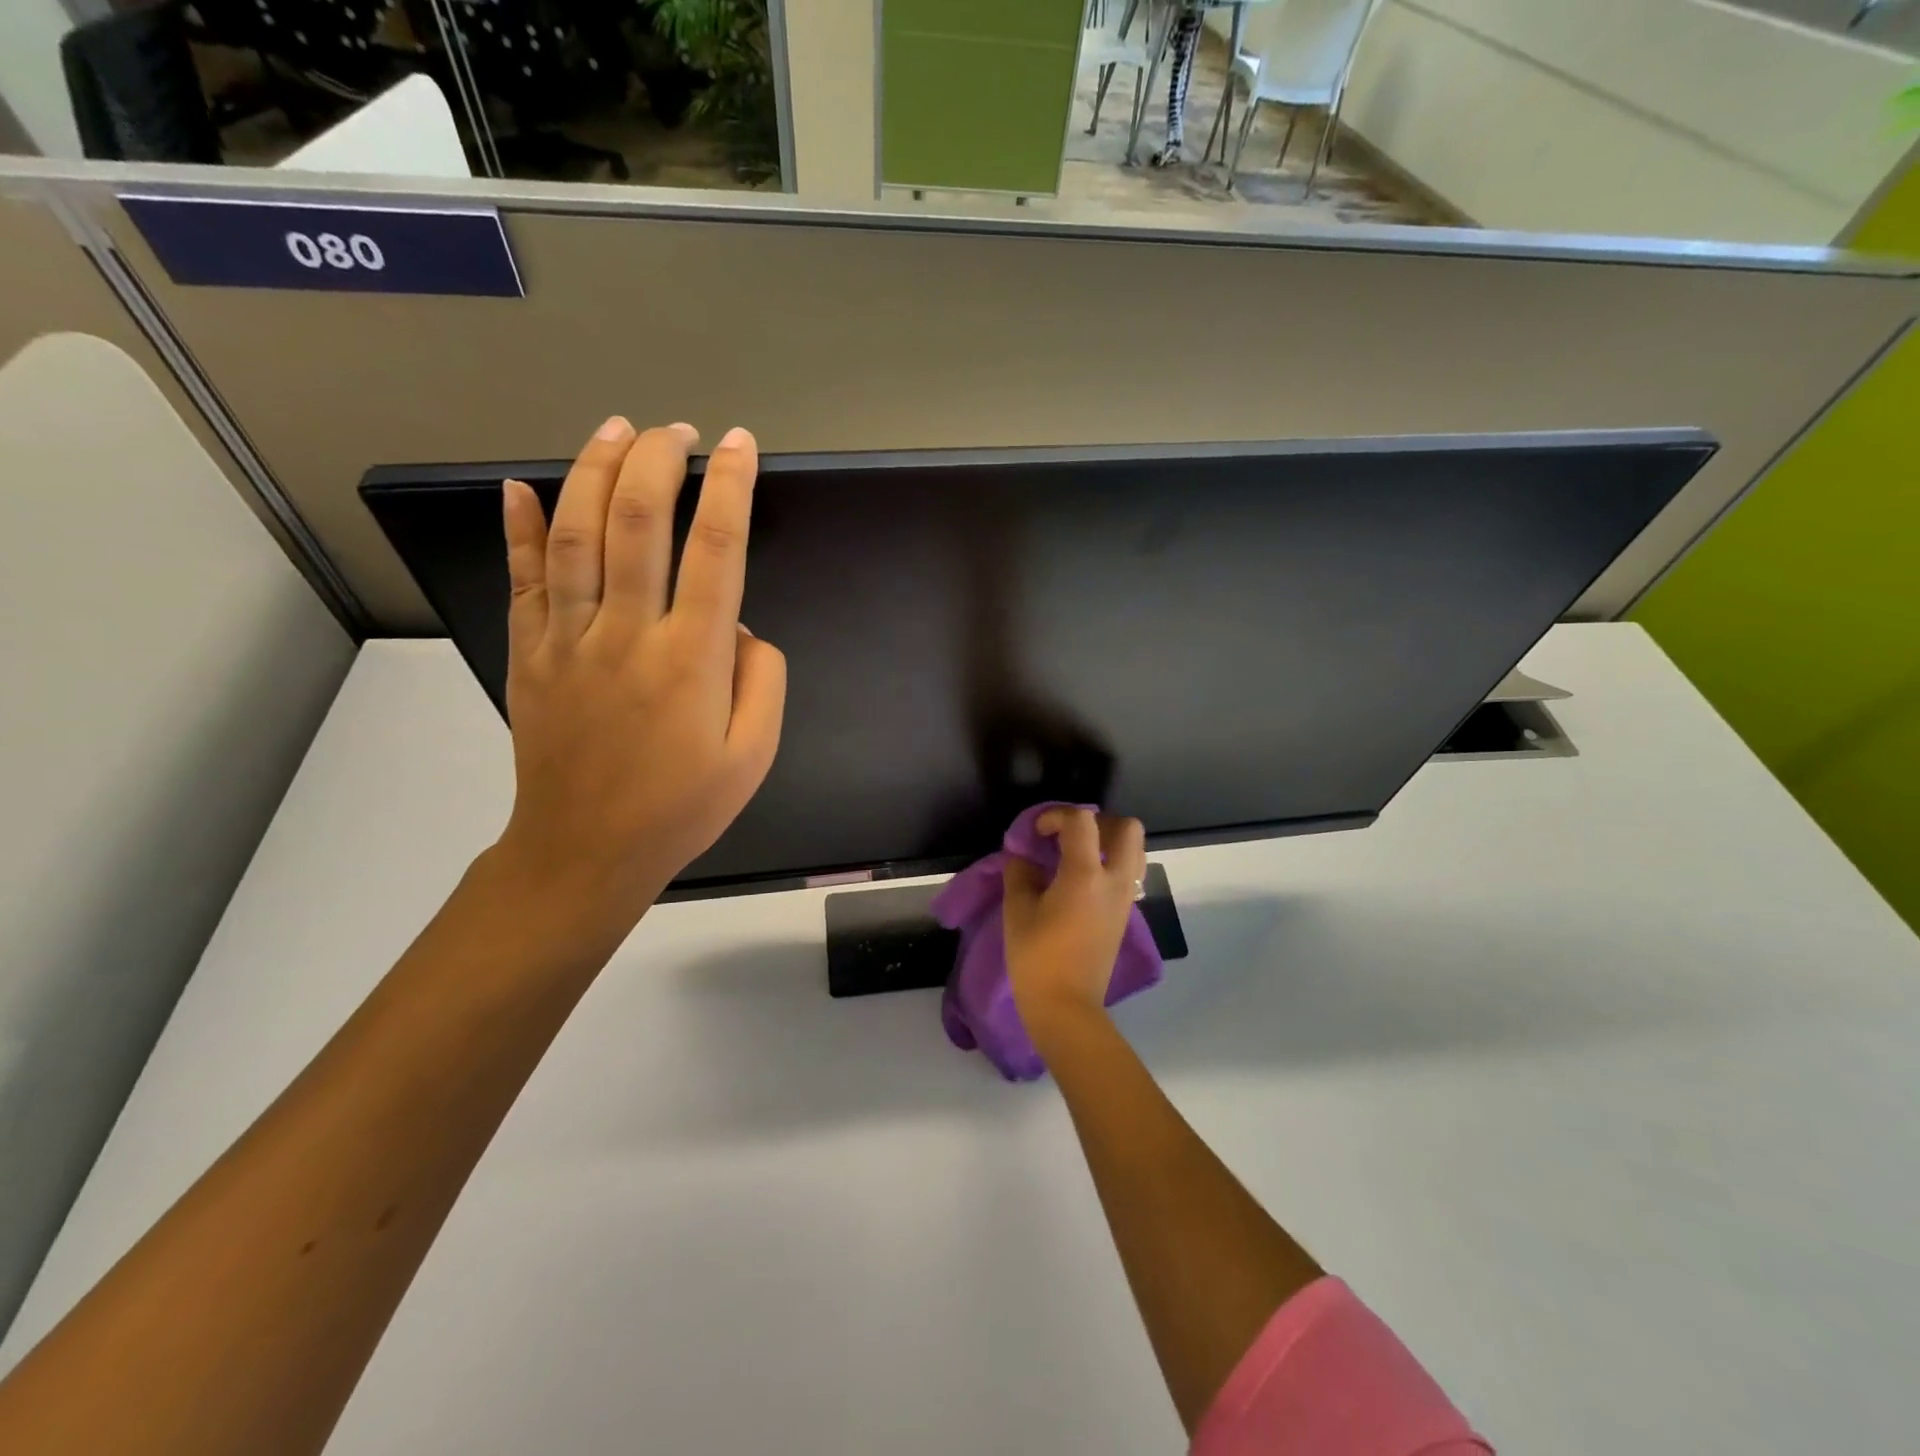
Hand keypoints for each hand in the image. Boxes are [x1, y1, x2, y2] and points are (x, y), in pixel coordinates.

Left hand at [492, 417, 785, 934]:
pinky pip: (521, 578)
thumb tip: (740, 626)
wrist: (587, 851)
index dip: (730, 487)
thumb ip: (763, 679)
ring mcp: (568, 638)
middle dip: (659, 460)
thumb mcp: (754, 754)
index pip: (716, 549)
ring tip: (617, 429)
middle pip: (637, 521)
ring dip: (594, 470)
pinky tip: (520, 486)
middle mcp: (627, 632)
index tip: (741, 446)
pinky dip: (518, 527)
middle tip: (679, 430)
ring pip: (575, 533)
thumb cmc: (682, 807)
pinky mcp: (529, 653)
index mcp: (691, 658)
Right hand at [1002, 809, 1146, 1044]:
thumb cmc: (1037, 958)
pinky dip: (1109, 865)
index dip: (1057, 815)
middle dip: (1099, 820)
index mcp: (1085, 875)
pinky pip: (1127, 874)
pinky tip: (1080, 881)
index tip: (1037, 832)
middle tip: (1070, 835)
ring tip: (1078, 855)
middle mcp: (1114, 881)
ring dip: (1109, 842)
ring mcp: (1124, 899)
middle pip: (1128, 828)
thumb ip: (1020, 874)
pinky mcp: (1124, 915)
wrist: (1066, 1007)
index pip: (1083, 820)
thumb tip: (1024, 858)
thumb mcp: (1017, 911)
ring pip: (1134, 851)